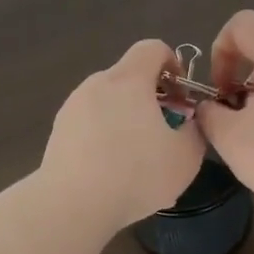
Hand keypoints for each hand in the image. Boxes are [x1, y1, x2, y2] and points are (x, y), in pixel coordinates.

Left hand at [40, 39, 206, 231]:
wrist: (71, 205)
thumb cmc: (136, 173)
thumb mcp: (186, 156)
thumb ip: (195, 130)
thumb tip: (188, 122)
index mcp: (128, 80)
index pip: (152, 48)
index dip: (173, 64)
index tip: (182, 96)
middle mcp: (96, 85)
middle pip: (129, 78)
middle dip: (152, 100)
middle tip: (166, 134)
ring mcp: (72, 108)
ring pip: (109, 105)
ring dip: (128, 123)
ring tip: (140, 164)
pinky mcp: (57, 133)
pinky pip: (91, 127)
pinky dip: (106, 141)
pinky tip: (114, 177)